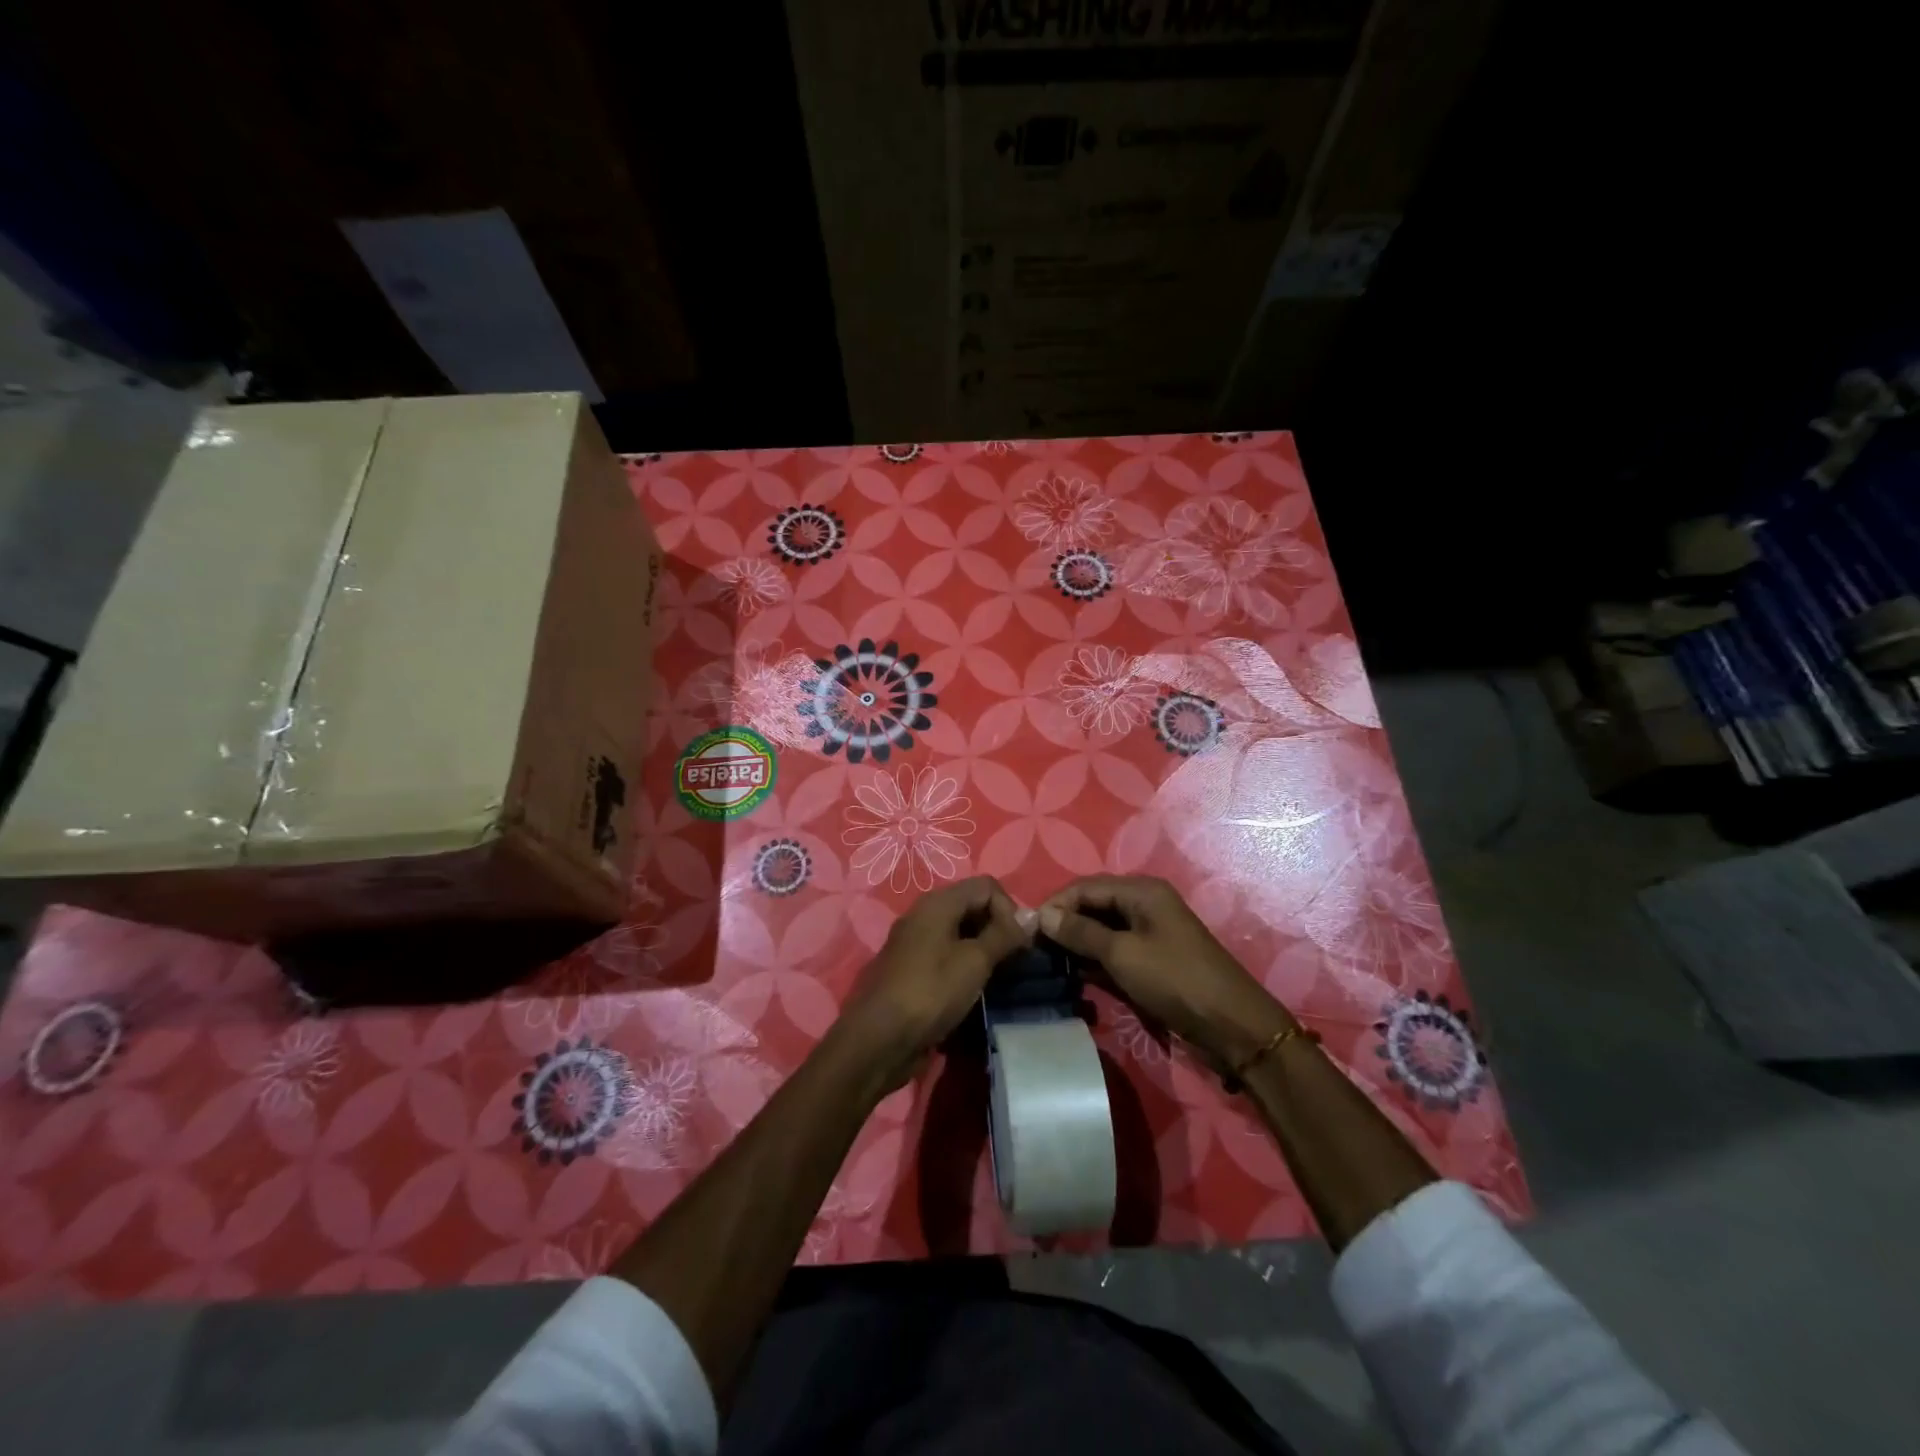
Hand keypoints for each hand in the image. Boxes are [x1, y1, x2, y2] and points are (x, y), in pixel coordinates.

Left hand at [836, 876, 1026, 1092]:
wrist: (879, 1039)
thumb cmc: (930, 992)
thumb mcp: (974, 962)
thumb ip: (1004, 936)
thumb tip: (1030, 917)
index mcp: (937, 903)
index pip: (986, 886)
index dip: (1009, 909)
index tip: (1019, 943)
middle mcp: (924, 915)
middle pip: (972, 906)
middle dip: (998, 928)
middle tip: (1013, 961)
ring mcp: (916, 943)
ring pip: (960, 932)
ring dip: (983, 949)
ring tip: (998, 977)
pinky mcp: (913, 969)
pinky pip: (947, 955)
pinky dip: (965, 965)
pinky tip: (975, 990)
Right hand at [1039, 876, 1290, 1066]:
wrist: (1231, 1025)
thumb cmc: (1175, 979)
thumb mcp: (1122, 954)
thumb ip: (1080, 932)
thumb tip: (1041, 915)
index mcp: (1140, 891)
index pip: (1085, 887)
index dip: (1055, 904)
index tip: (1025, 928)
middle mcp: (1144, 905)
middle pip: (1093, 906)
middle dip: (1063, 924)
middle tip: (1032, 948)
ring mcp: (1149, 933)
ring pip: (1101, 931)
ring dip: (1076, 944)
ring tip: (1045, 962)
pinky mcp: (1151, 960)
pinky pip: (1114, 951)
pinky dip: (1093, 960)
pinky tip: (1071, 974)